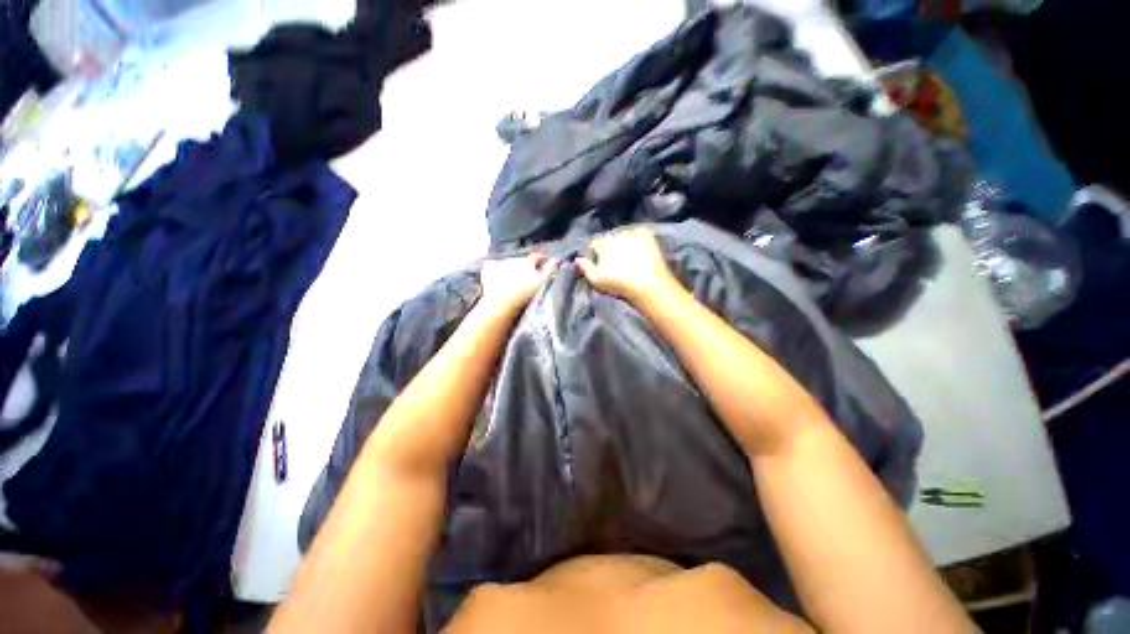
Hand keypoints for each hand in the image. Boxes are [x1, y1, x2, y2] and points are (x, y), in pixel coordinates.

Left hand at [478, 253, 558, 314]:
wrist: (502, 304)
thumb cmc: (525, 294)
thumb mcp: (543, 282)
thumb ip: (551, 269)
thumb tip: (557, 259)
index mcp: (528, 261)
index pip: (538, 256)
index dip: (543, 260)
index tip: (547, 266)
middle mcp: (513, 258)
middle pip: (523, 260)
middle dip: (527, 266)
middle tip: (531, 277)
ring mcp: (499, 264)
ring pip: (508, 263)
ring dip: (513, 268)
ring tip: (515, 280)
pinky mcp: (488, 272)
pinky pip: (492, 266)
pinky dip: (495, 268)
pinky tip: (497, 274)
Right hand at [576, 226, 678, 304]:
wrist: (648, 285)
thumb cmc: (618, 283)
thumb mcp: (596, 279)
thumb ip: (585, 267)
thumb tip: (577, 259)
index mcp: (603, 243)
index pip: (594, 244)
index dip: (594, 254)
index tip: (598, 264)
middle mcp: (617, 234)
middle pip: (609, 239)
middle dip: (609, 247)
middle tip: (613, 262)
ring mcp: (634, 233)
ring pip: (624, 235)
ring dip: (623, 242)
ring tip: (627, 256)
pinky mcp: (649, 237)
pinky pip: (640, 233)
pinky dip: (638, 238)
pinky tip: (639, 247)